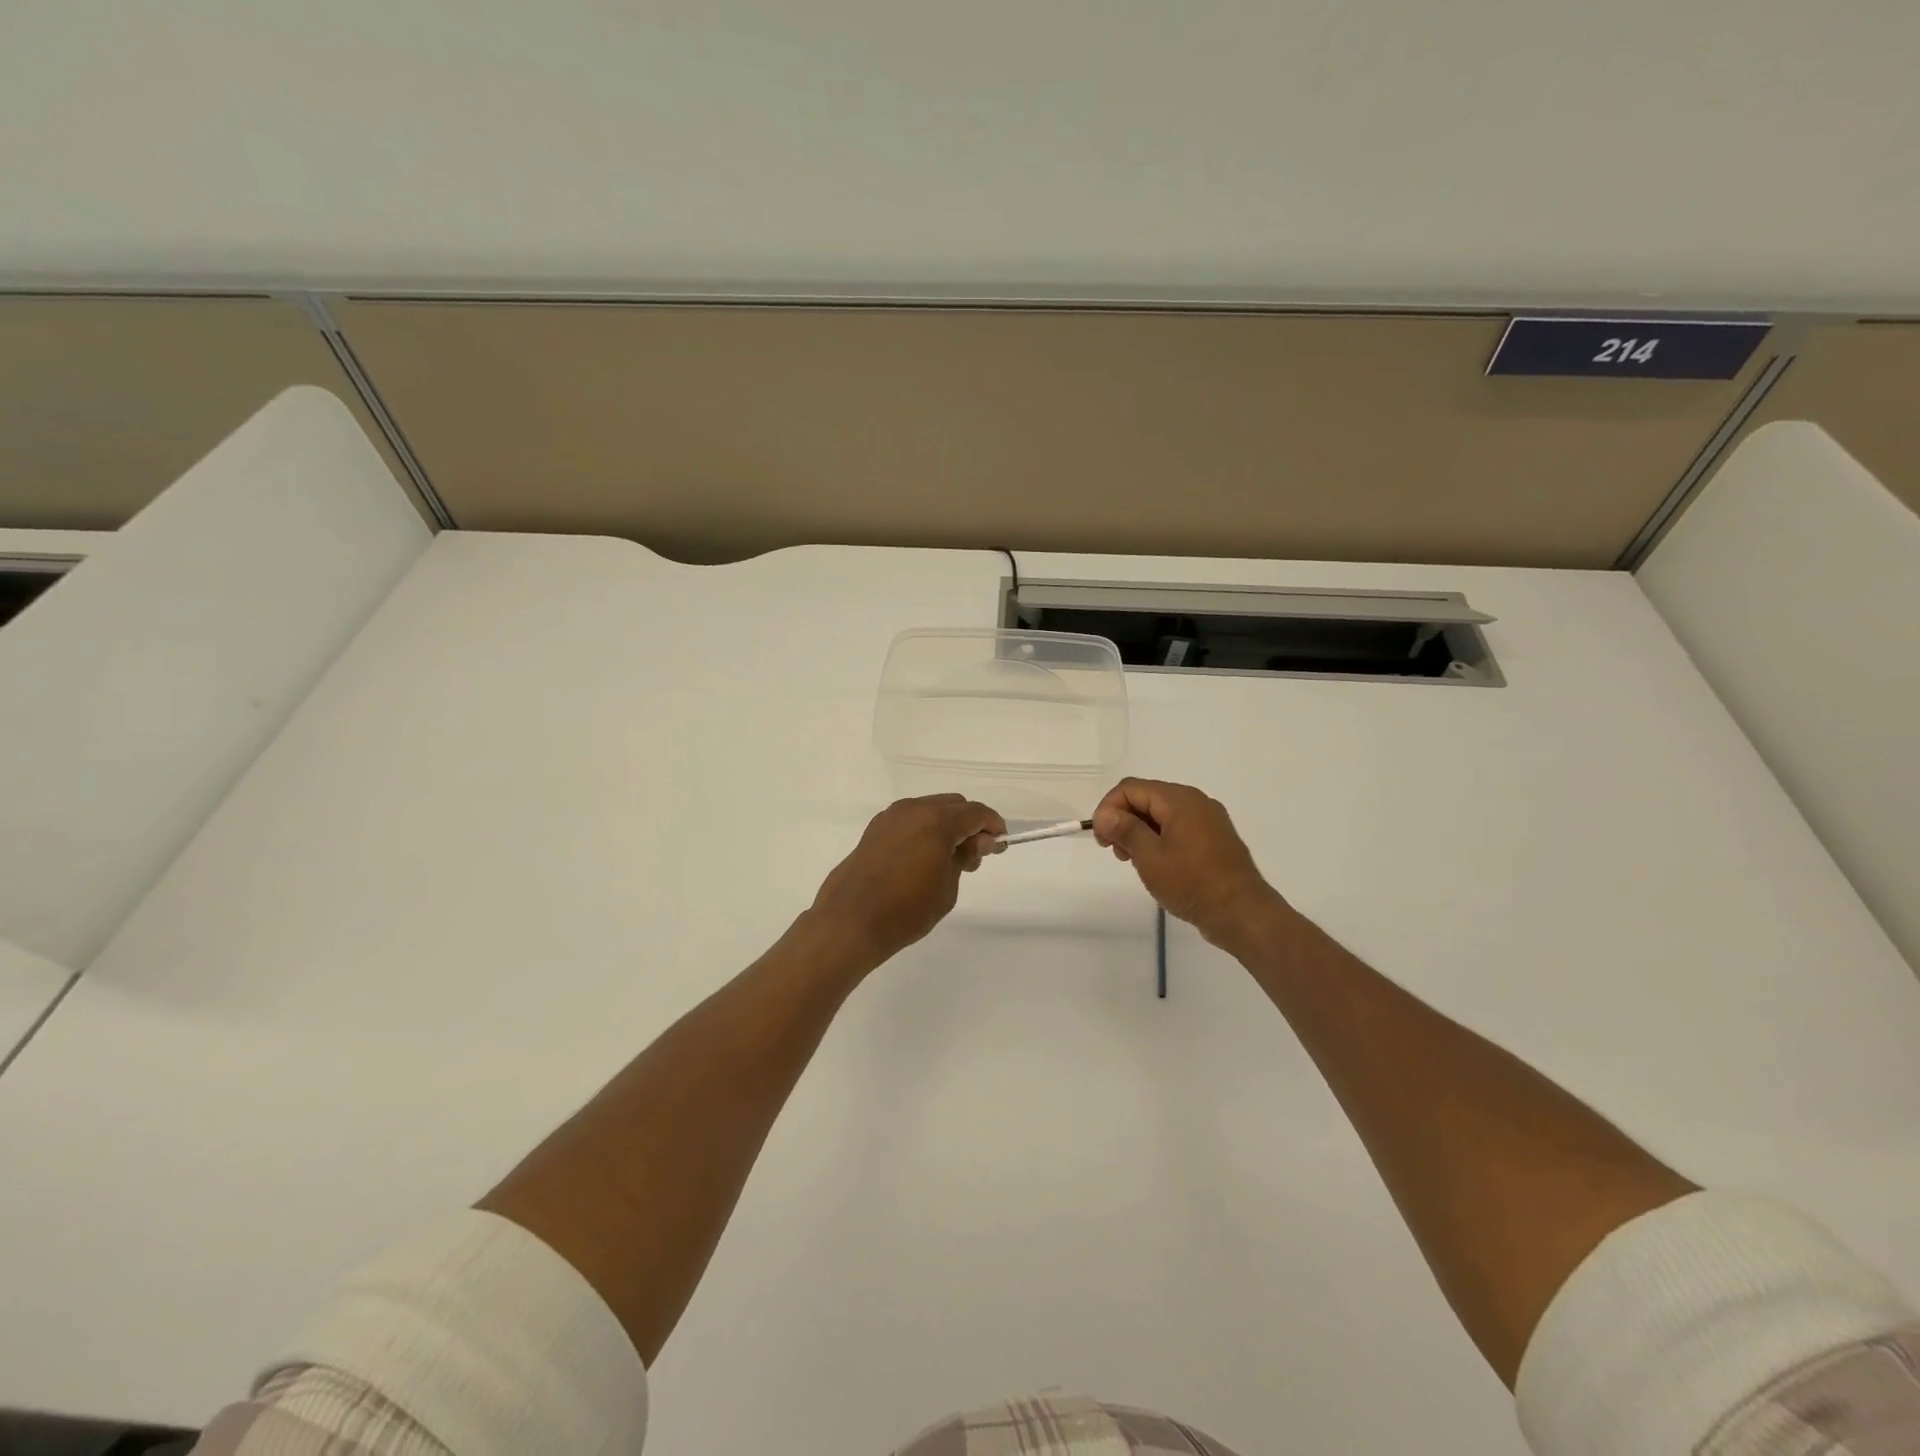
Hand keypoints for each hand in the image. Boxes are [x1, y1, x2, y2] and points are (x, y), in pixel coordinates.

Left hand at [810, 795, 1005, 968]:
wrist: (851, 921)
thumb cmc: (906, 909)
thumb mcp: (947, 887)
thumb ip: (965, 857)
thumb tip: (978, 842)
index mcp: (936, 820)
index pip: (975, 813)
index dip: (993, 825)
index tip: (1000, 843)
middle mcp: (913, 809)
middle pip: (953, 805)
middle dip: (970, 824)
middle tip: (977, 854)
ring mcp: (891, 817)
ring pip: (930, 809)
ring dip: (947, 826)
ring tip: (951, 860)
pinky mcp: (875, 829)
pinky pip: (911, 819)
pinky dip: (925, 829)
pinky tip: (926, 856)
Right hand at [1092, 778, 1286, 950]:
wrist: (1242, 913)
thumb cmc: (1192, 883)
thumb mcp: (1150, 857)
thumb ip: (1124, 829)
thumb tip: (1104, 813)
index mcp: (1179, 799)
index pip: (1130, 788)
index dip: (1108, 809)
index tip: (1101, 840)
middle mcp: (1196, 801)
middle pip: (1146, 798)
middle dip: (1123, 820)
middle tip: (1115, 852)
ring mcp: (1208, 820)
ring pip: (1161, 814)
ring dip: (1140, 831)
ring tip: (1133, 861)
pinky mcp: (1214, 839)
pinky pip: (1178, 828)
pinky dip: (1159, 839)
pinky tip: (1156, 864)